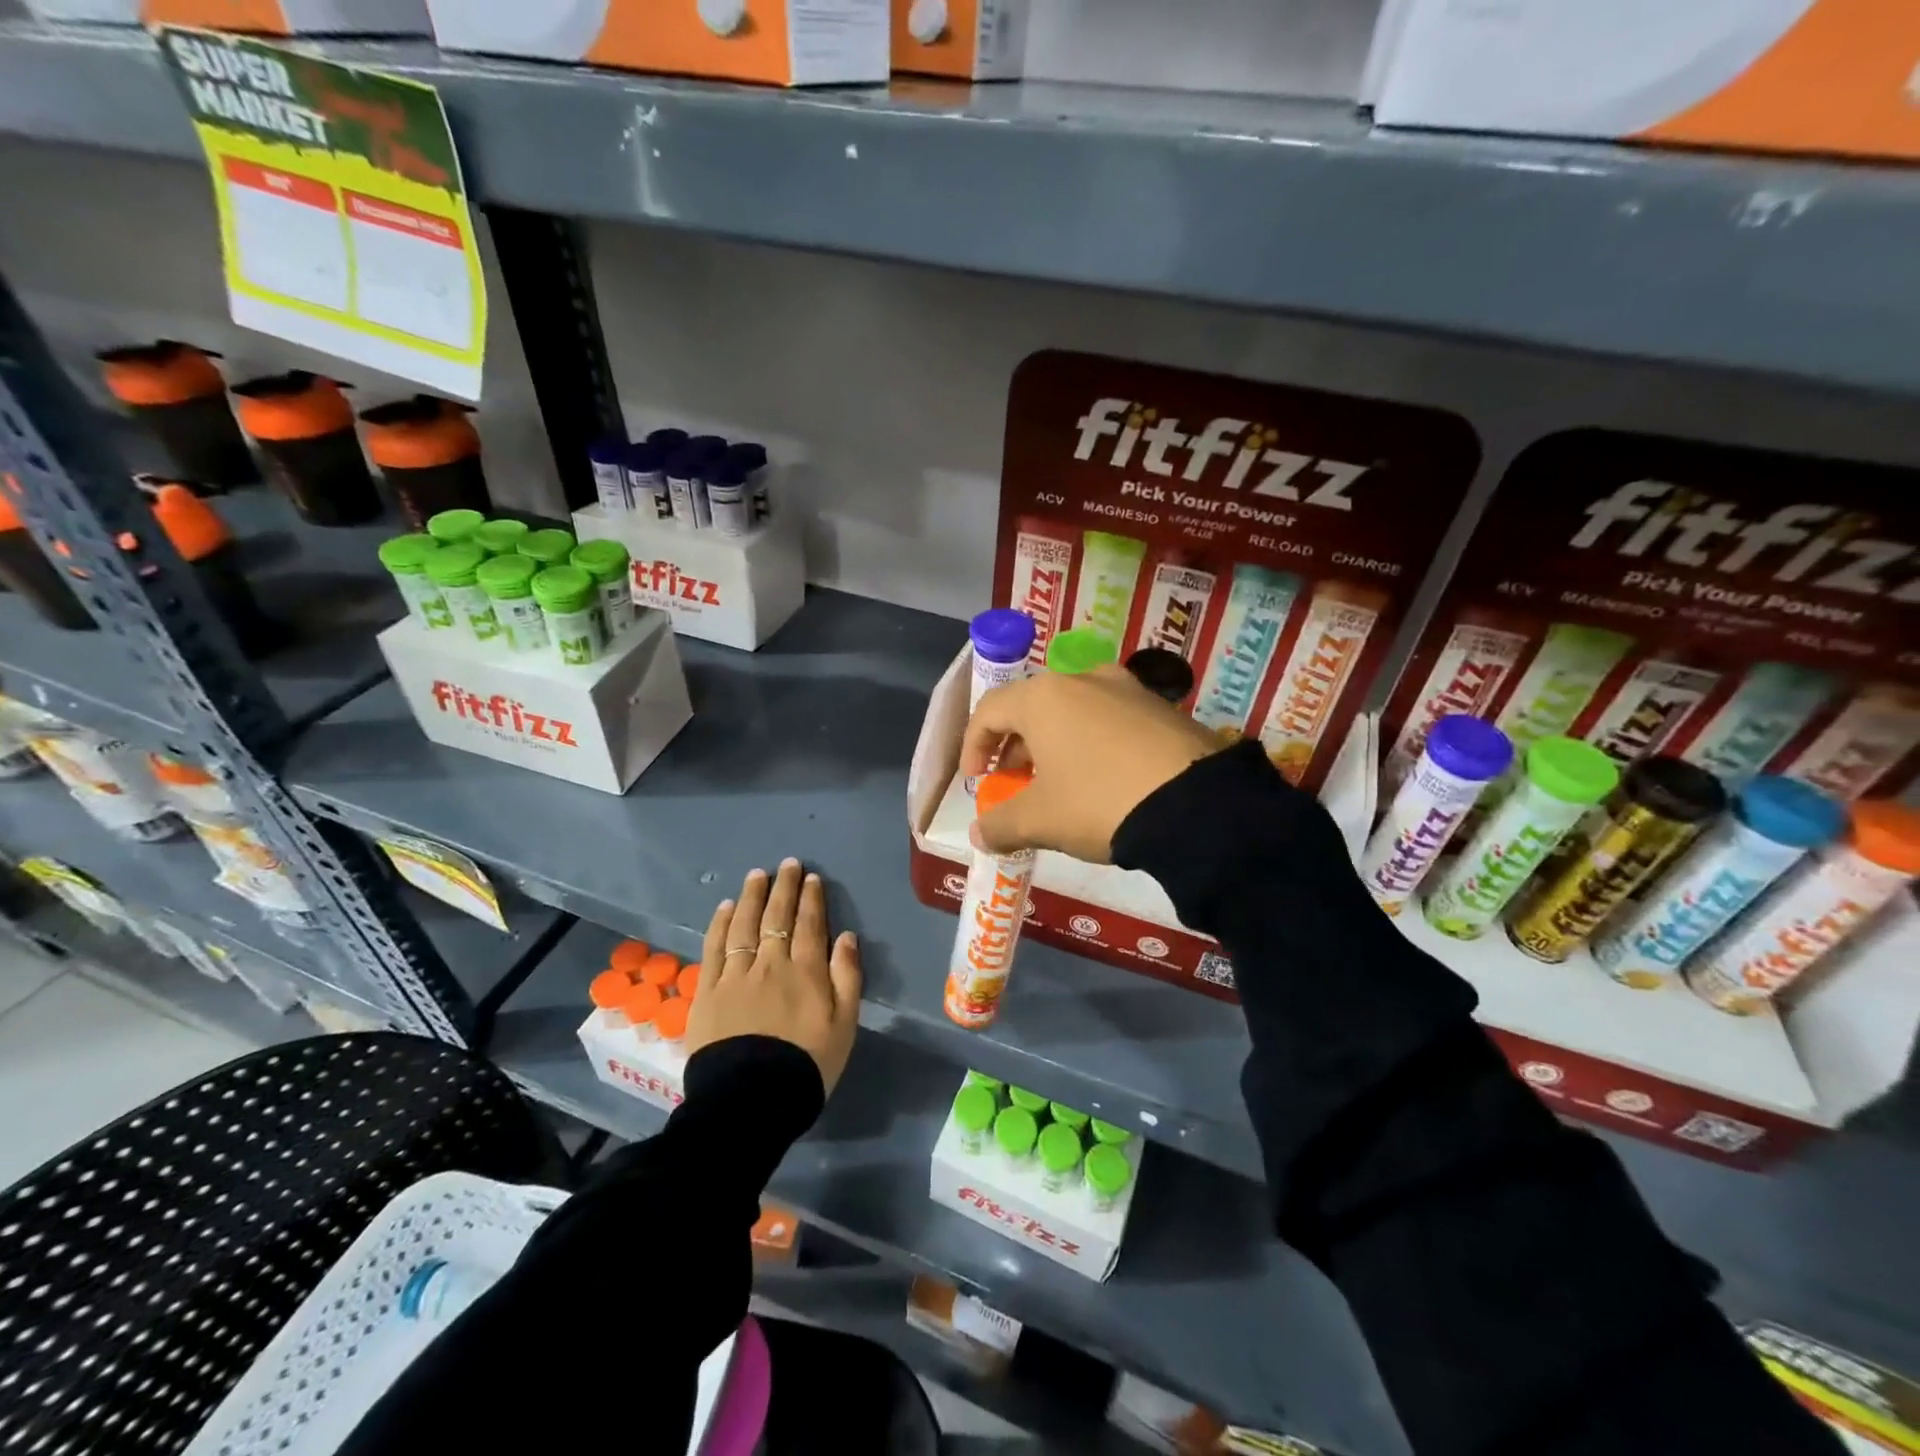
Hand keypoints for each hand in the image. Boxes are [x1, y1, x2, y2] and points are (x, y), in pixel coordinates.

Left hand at [689, 858, 862, 1094]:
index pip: (810, 925)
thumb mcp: (844, 1026)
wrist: (750, 1102)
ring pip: (744, 925)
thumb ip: (847, 978)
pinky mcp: (708, 991)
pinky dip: (721, 924)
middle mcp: (770, 964)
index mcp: (806, 972)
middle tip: (787, 864)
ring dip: (752, 896)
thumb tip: (847, 937)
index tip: (810, 878)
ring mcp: (736, 975)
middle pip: (777, 917)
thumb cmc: (806, 1066)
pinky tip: (726, 907)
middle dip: (783, 887)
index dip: (811, 899)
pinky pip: (714, 947)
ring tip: (757, 875)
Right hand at [961, 665, 1222, 861]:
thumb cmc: (1099, 802)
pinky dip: (1092, 742)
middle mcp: (1083, 679)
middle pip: (1032, 707)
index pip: (990, 711)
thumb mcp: (1040, 821)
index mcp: (1044, 697)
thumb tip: (979, 835)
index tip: (977, 781)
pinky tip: (1103, 778)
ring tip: (1059, 782)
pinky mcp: (1161, 706)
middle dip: (1016, 746)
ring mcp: (1127, 688)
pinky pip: (1110, 718)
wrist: (1197, 805)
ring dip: (1054, 743)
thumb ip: (1000, 824)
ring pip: (1073, 710)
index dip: (974, 746)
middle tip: (1015, 782)